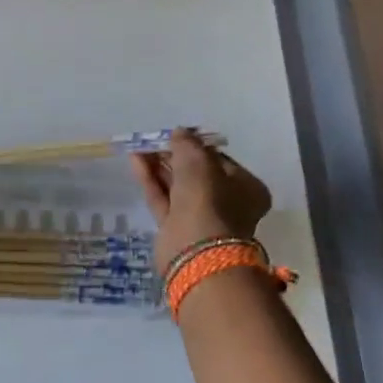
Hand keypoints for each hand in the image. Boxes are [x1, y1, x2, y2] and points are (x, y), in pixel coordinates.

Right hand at [130, 128, 271, 275]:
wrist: (196, 249)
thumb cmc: (208, 199)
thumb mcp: (198, 161)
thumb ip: (187, 144)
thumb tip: (180, 133)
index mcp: (246, 188)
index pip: (220, 161)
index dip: (197, 147)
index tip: (177, 136)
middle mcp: (226, 203)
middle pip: (197, 175)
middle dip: (174, 156)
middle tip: (154, 141)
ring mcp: (200, 218)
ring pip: (177, 187)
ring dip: (159, 166)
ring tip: (140, 146)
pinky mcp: (176, 229)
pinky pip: (162, 198)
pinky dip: (150, 180)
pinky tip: (136, 161)